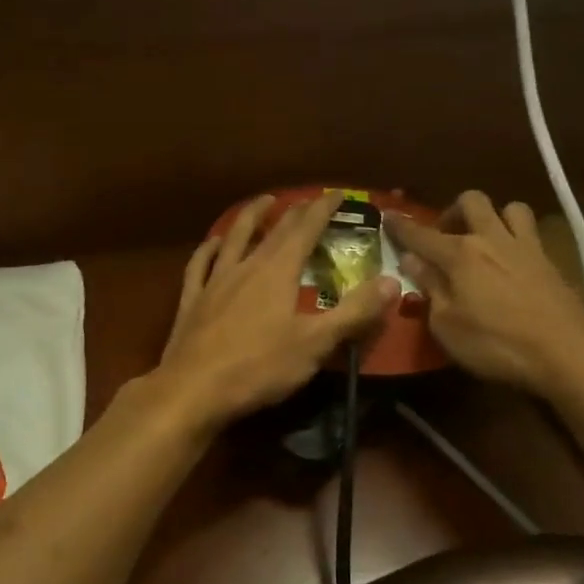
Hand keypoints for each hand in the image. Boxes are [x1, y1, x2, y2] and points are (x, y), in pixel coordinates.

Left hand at [154, 193, 399, 432]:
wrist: (193, 389)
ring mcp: (214, 282)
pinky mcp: (192, 300)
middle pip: (272, 231)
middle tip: (308, 200)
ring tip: (262, 202)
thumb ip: (354, 312)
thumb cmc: (258, 368)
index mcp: (277, 272)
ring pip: (233, 238)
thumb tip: (392, 282)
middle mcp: (245, 267)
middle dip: (294, 212)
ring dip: (249, 216)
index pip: (304, 229)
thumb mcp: (315, 344)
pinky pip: (199, 264)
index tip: (337, 195)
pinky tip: (213, 243)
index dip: (322, 209)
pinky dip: (208, 249)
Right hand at [386, 191, 583, 399]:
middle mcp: (491, 239)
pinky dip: (516, 237)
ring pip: (510, 208)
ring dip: (492, 217)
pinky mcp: (551, 262)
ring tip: (483, 241)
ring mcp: (526, 247)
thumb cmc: (497, 344)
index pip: (421, 234)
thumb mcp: (447, 325)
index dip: (400, 226)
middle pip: (471, 201)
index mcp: (460, 254)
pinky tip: (510, 262)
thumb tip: (411, 261)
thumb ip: (429, 288)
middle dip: (452, 211)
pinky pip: (531, 232)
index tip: (387, 216)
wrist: (569, 354)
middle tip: (444, 237)